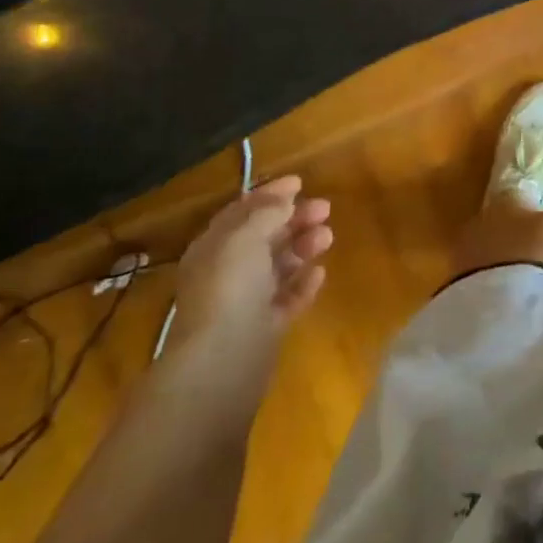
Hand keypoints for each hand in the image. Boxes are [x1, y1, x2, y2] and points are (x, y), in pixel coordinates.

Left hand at [168, 177, 332, 371]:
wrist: (224, 360)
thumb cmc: (230, 287)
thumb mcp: (245, 237)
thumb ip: (267, 212)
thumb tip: (285, 198)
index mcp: (214, 248)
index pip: (241, 213)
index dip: (269, 194)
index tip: (300, 181)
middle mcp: (227, 272)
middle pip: (264, 237)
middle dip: (293, 219)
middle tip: (326, 207)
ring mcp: (246, 302)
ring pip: (278, 266)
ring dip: (303, 246)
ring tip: (328, 236)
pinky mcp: (265, 328)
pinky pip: (287, 298)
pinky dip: (303, 283)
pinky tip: (320, 272)